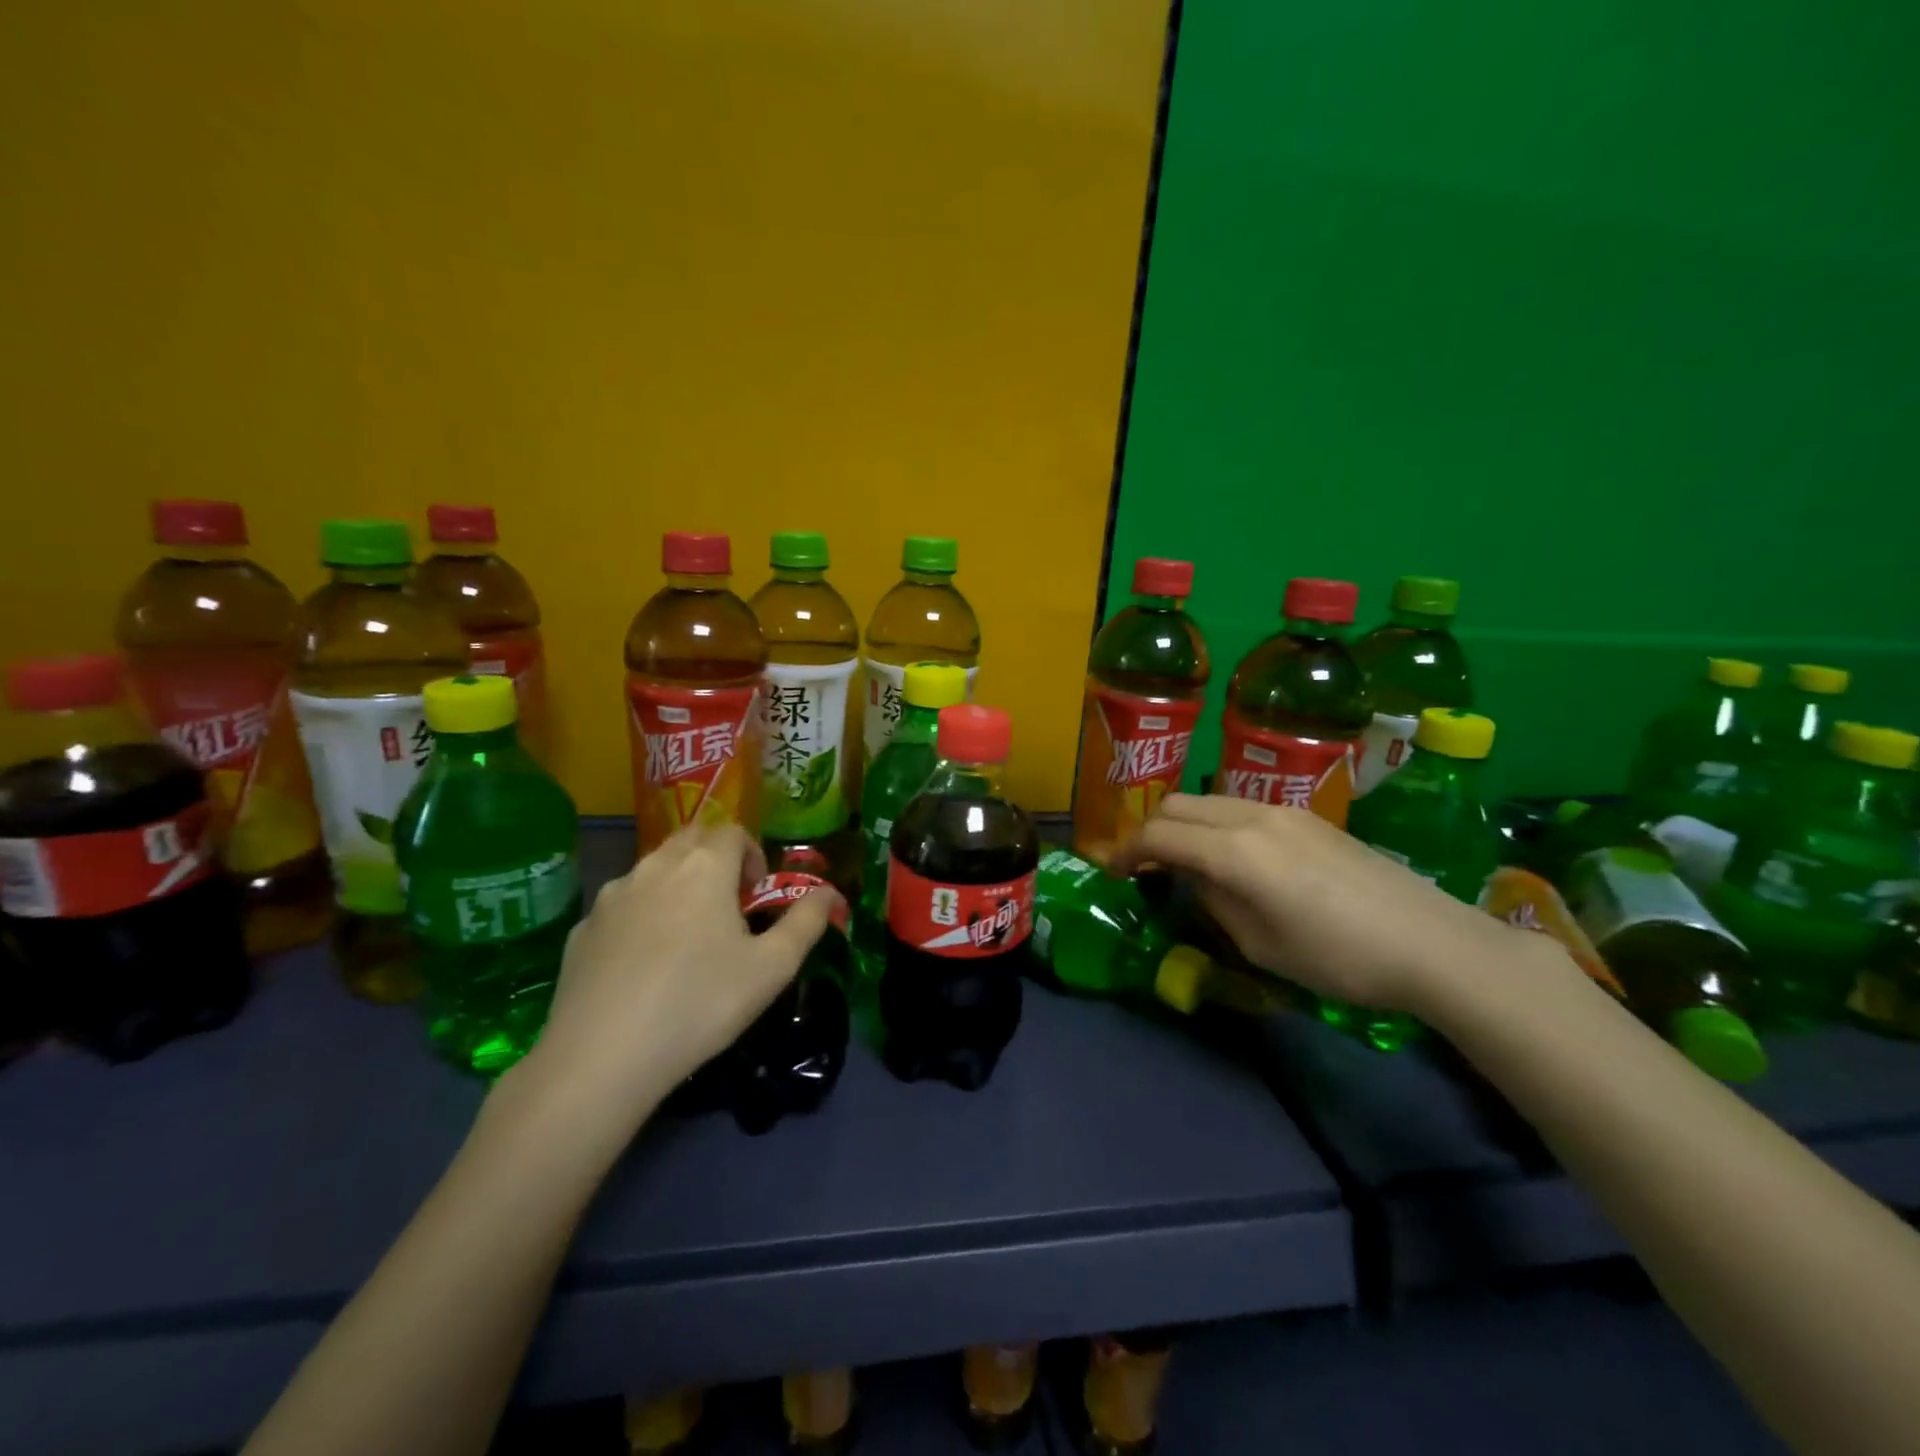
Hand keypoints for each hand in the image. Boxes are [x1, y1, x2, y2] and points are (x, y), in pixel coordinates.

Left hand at [508, 823, 840, 1126]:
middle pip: (691, 839)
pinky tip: (644, 964)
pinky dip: (641, 916)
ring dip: (677, 884)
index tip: (756, 895)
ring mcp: (612, 895)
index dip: (753, 854)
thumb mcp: (772, 968)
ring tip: (688, 935)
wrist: (602, 1057)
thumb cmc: (701, 1003)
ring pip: (653, 869)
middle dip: (714, 860)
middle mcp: (656, 866)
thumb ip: (807, 922)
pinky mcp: (583, 928)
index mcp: (704, 867)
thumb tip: (830, 892)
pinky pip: (622, 905)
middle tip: (728, 906)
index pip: (733, 831)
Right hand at [1109, 794, 1519, 1014]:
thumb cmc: (1339, 958)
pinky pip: (1240, 806)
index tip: (1114, 875)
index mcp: (1235, 852)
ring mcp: (1282, 810)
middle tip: (1144, 867)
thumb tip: (1198, 881)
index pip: (1158, 835)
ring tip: (1183, 861)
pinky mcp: (1306, 816)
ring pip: (1208, 800)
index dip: (1127, 853)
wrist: (1432, 942)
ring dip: (1183, 824)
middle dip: (1149, 831)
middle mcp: (1251, 816)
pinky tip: (1231, 857)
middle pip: (1176, 805)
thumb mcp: (1260, 945)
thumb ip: (1215, 902)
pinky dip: (1216, 824)